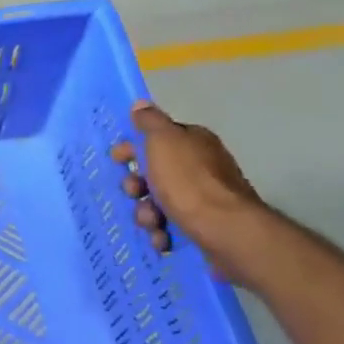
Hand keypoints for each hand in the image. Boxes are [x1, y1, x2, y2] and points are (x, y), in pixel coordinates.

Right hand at [109, 101, 268, 280]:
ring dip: (146, 213)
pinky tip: (162, 239)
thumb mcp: (163, 142)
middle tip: (135, 193)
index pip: (157, 138)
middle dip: (137, 186)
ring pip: (159, 202)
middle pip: (155, 173)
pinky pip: (172, 226)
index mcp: (193, 142)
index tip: (117, 160)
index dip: (133, 148)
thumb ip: (150, 122)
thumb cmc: (189, 182)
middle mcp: (201, 166)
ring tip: (151, 223)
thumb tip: (141, 104)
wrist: (225, 231)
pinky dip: (163, 232)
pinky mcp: (204, 225)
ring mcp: (204, 198)